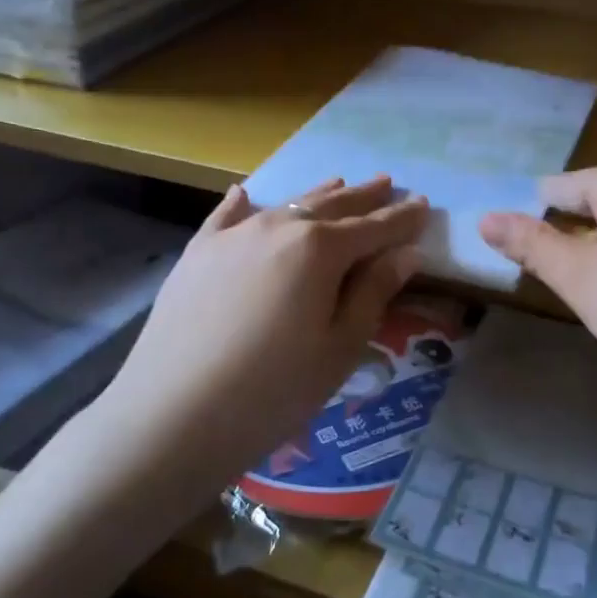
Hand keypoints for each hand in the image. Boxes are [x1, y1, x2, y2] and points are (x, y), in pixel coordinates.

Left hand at [101, 176, 428, 480]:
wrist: (172, 414)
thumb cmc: (274, 390)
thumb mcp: (340, 347)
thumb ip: (374, 293)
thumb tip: (406, 254)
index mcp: (321, 249)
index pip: (374, 228)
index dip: (402, 218)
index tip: (424, 204)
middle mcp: (278, 227)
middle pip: (331, 206)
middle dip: (363, 197)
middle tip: (387, 183)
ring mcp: (232, 236)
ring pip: (285, 206)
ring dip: (316, 196)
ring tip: (339, 183)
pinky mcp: (197, 253)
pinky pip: (226, 217)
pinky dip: (243, 204)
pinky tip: (247, 194)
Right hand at [479, 162, 596, 403]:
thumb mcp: (577, 275)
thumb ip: (530, 244)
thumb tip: (484, 218)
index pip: (553, 189)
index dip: (529, 223)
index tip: (514, 261)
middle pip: (586, 207)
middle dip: (564, 242)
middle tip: (550, 285)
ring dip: (594, 259)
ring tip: (586, 299)